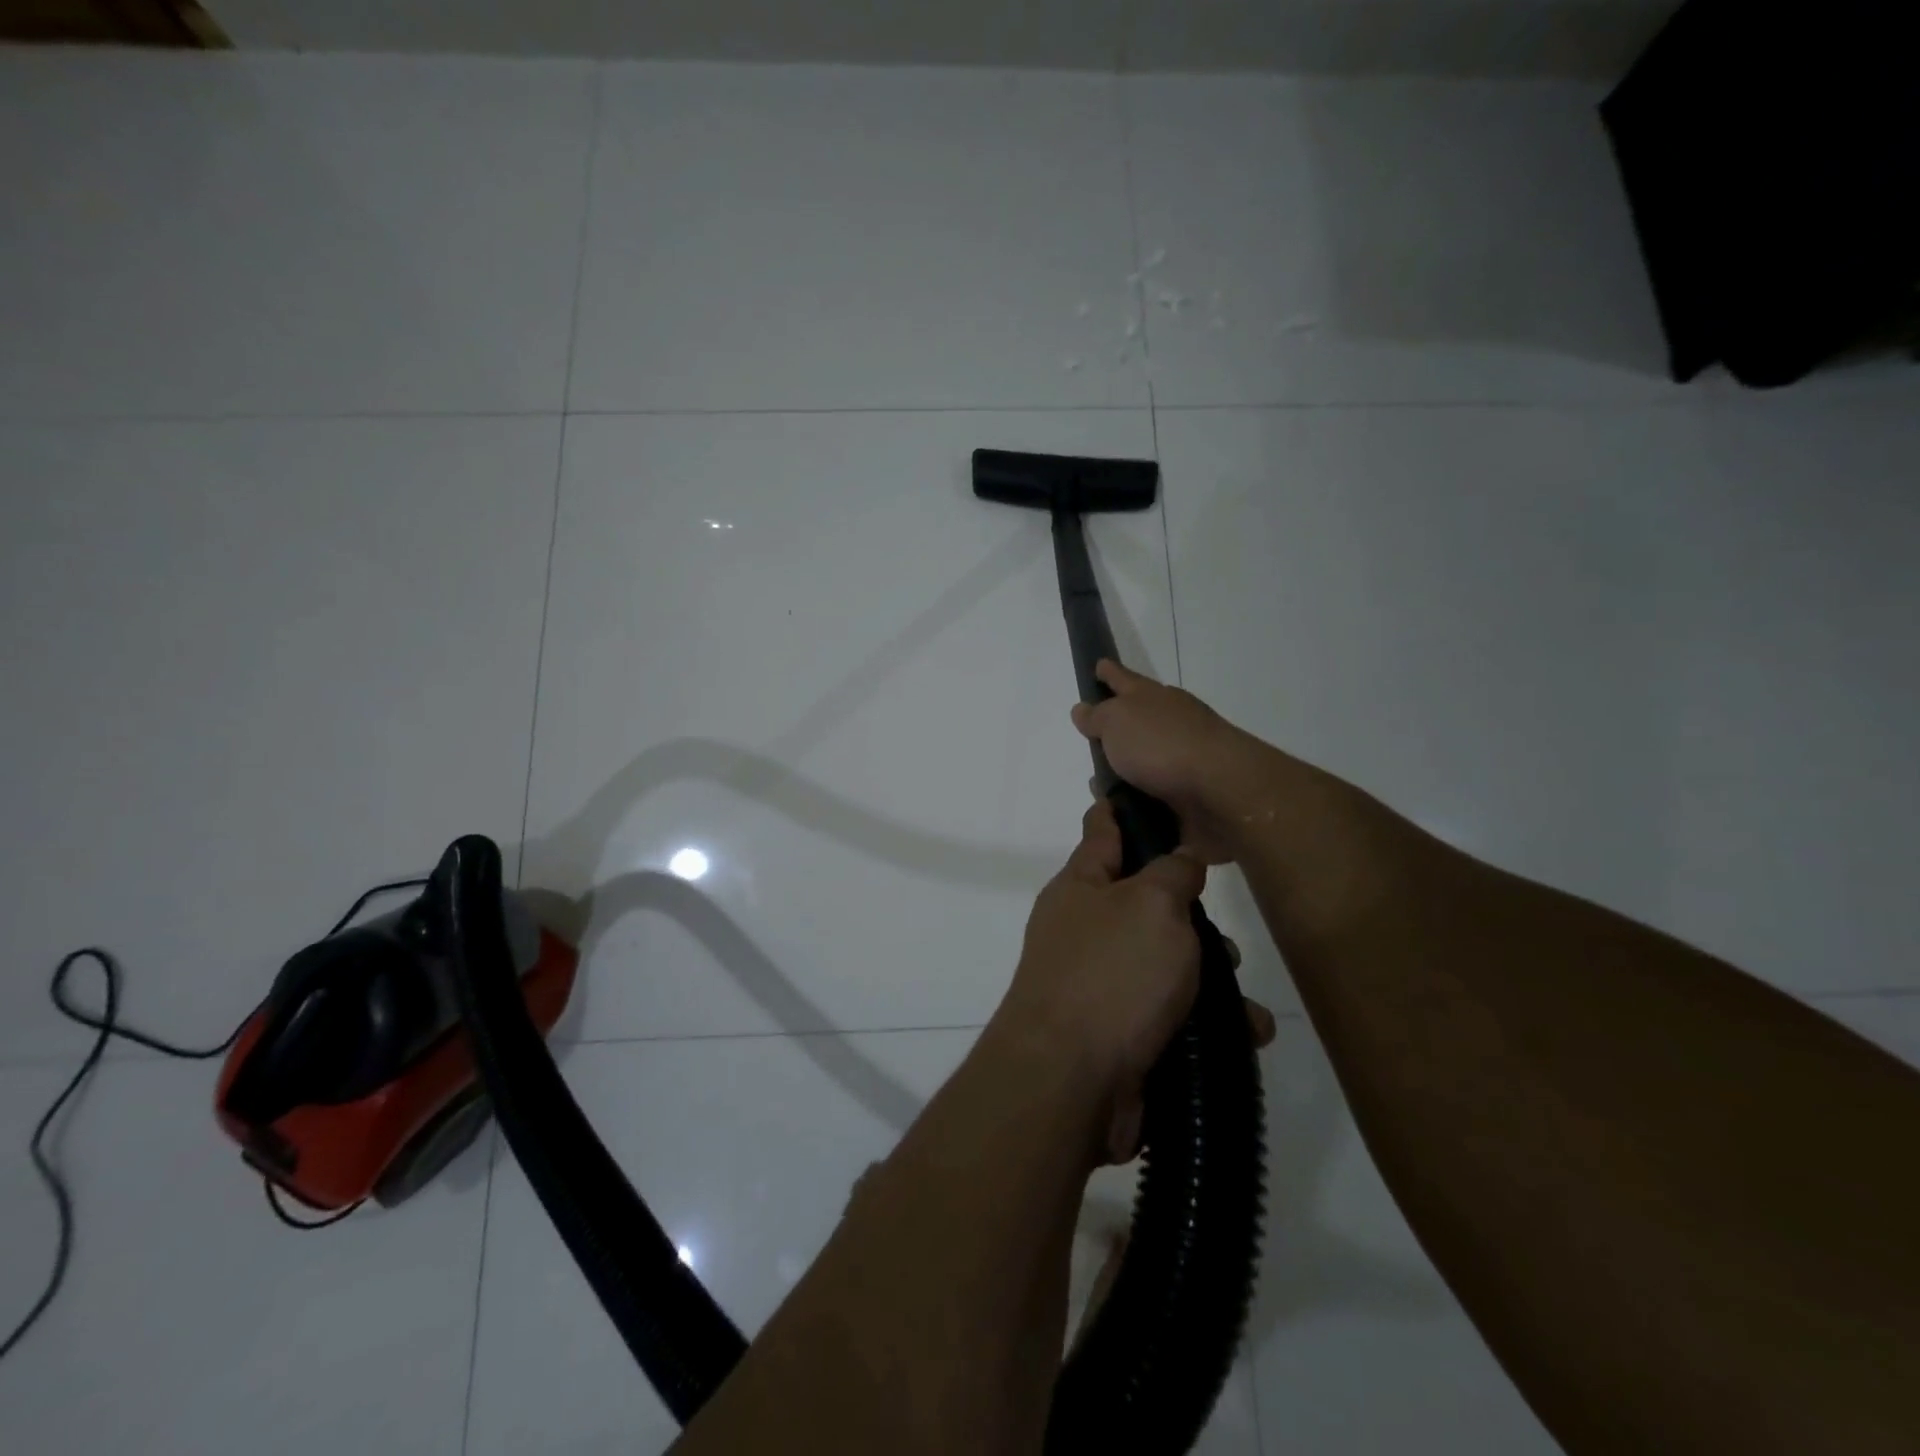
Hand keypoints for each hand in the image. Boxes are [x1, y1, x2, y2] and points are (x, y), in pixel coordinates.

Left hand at [995, 800, 1275, 1164]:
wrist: (1070, 1083)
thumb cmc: (1111, 976)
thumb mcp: (1151, 905)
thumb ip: (1172, 873)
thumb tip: (1180, 859)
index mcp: (1081, 886)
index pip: (1102, 829)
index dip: (1122, 808)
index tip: (1146, 790)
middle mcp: (1084, 929)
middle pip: (1144, 902)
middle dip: (1189, 915)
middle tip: (1224, 932)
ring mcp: (1098, 983)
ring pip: (1165, 963)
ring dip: (1209, 978)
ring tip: (1242, 999)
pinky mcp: (1119, 1034)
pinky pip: (1171, 1015)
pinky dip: (1207, 1023)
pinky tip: (1245, 1034)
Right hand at [1070, 660, 1263, 863]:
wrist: (1221, 790)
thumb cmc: (1162, 745)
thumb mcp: (1117, 721)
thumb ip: (1098, 716)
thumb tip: (1083, 709)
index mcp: (1153, 698)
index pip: (1124, 679)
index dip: (1109, 673)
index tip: (1099, 665)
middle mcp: (1170, 723)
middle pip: (1138, 719)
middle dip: (1117, 726)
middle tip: (1093, 736)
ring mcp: (1184, 758)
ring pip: (1145, 760)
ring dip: (1124, 770)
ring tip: (1099, 786)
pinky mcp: (1190, 793)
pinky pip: (1154, 793)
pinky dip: (1137, 799)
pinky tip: (1122, 810)